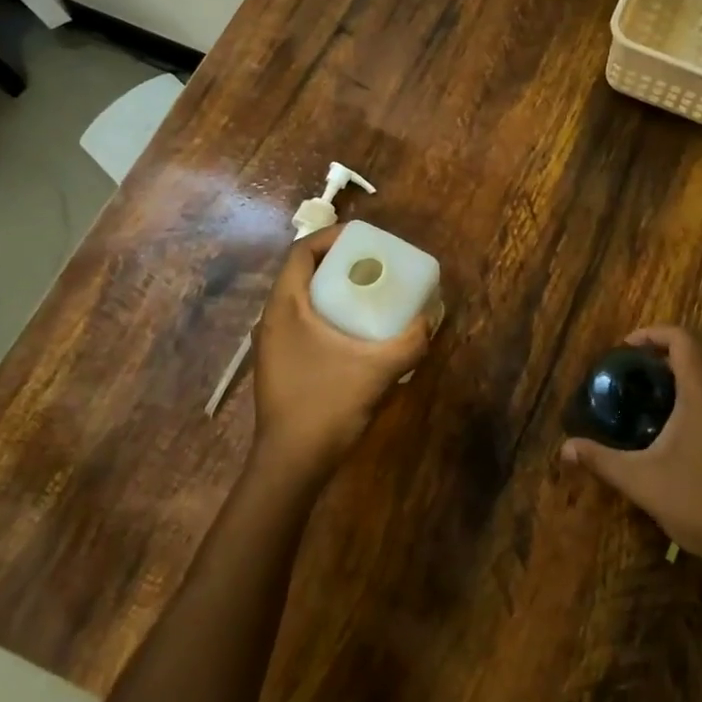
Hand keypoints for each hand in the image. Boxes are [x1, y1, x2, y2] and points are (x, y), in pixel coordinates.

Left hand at [251, 225, 432, 488]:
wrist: (292, 463)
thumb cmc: (327, 406)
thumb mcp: (377, 370)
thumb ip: (409, 342)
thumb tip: (430, 322)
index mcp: (285, 307)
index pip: (302, 251)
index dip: (332, 238)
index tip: (365, 241)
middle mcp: (272, 319)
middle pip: (302, 273)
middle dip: (339, 264)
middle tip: (374, 267)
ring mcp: (272, 344)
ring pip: (302, 300)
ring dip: (333, 291)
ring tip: (369, 296)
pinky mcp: (279, 364)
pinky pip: (303, 324)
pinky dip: (328, 316)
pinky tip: (355, 335)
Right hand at [561, 325, 701, 569]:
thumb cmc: (697, 501)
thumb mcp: (640, 480)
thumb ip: (601, 460)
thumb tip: (564, 448)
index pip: (682, 340)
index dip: (653, 334)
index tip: (625, 348)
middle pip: (694, 357)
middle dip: (660, 357)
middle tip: (629, 374)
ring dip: (678, 379)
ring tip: (645, 398)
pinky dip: (692, 399)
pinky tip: (670, 430)